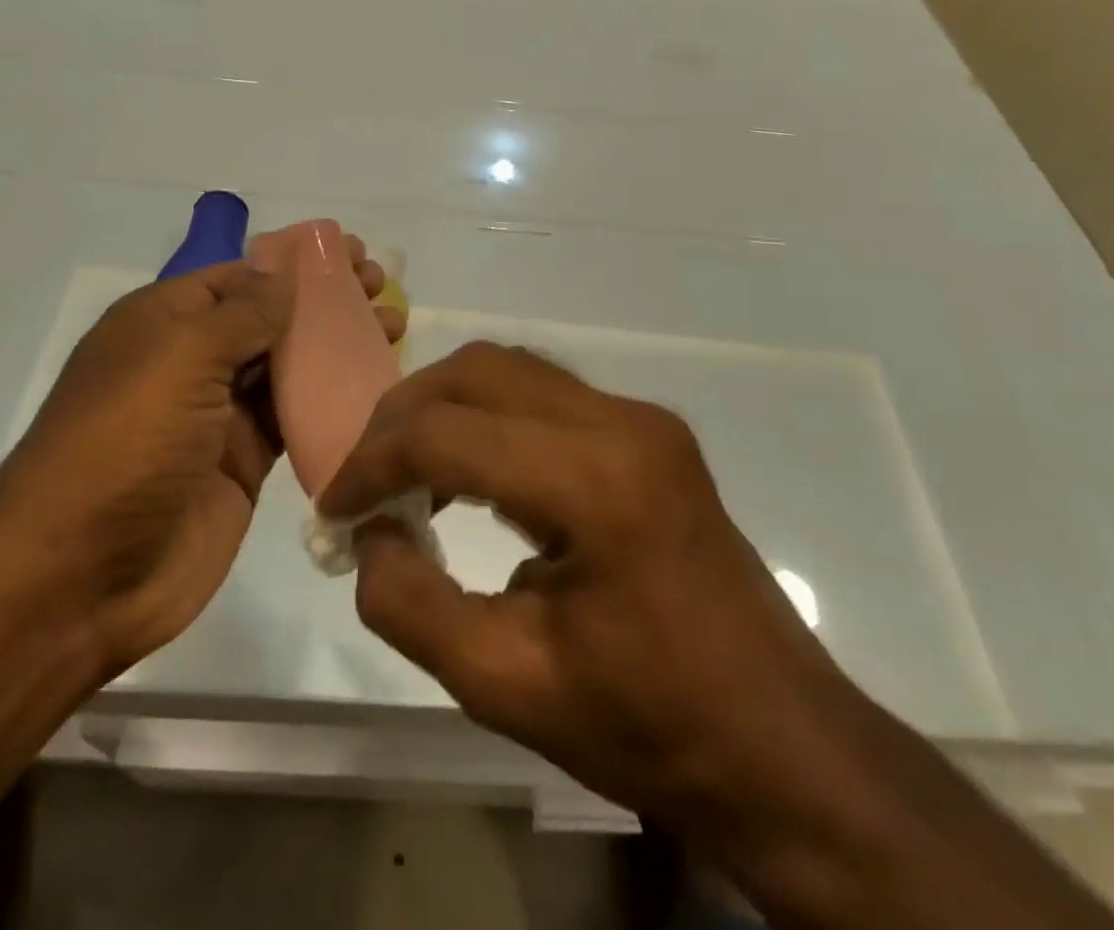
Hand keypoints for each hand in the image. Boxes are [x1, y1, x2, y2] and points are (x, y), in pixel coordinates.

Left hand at [0, 241, 402, 681]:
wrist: (78, 577)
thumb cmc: (125, 443)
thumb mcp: (180, 357)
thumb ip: (243, 313)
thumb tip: (286, 273)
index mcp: (164, 323)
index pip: (239, 276)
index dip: (295, 264)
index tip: (352, 255)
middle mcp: (191, 362)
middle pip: (269, 318)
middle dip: (324, 300)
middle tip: (381, 287)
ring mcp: (218, 417)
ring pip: (288, 368)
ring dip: (336, 346)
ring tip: (393, 326)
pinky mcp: (243, 465)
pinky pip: (294, 421)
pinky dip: (331, 401)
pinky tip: (375, 385)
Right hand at [318, 343, 854, 825]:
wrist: (781, 745)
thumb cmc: (649, 726)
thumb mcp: (506, 686)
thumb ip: (411, 604)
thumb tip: (367, 537)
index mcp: (595, 482)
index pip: (448, 435)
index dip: (372, 465)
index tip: (332, 510)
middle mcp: (621, 422)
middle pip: (477, 372)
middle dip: (402, 415)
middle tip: (362, 477)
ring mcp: (641, 418)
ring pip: (509, 369)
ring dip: (443, 407)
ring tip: (403, 472)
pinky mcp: (648, 431)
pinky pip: (542, 393)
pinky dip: (485, 416)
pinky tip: (466, 474)